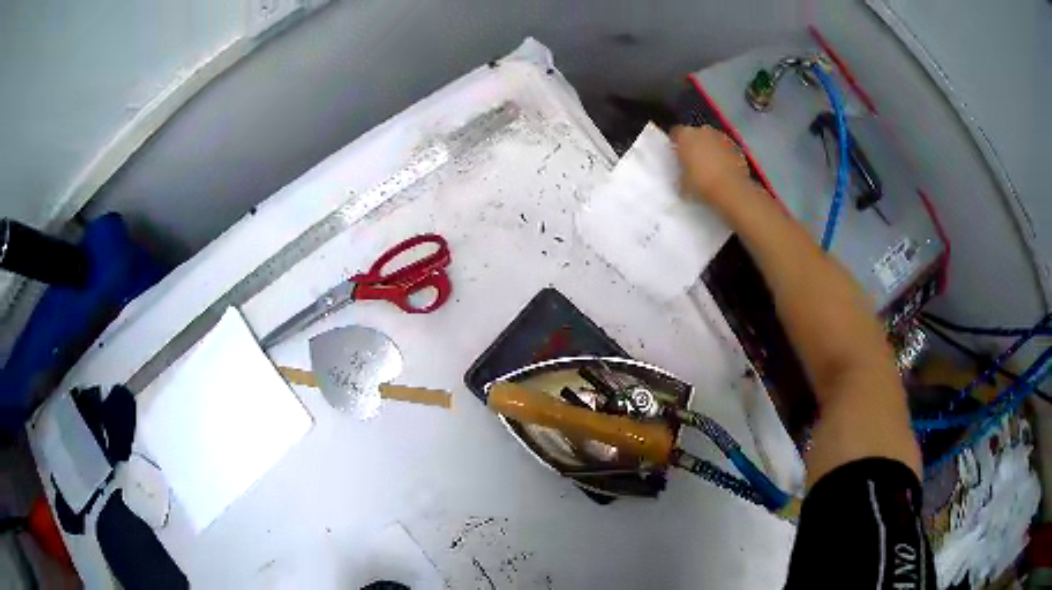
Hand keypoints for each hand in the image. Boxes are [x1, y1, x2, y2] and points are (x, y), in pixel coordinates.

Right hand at [671, 125, 751, 203]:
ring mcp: (722, 137)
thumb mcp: (682, 184)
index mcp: (685, 136)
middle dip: (695, 143)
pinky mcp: (737, 147)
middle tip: (694, 159)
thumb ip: (681, 173)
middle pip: (696, 133)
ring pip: (713, 139)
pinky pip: (726, 148)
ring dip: (711, 147)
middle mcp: (703, 131)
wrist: (731, 189)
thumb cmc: (701, 183)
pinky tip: (725, 169)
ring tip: (711, 164)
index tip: (677, 152)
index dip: (676, 142)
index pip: (676, 132)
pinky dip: (725, 155)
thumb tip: (683, 176)